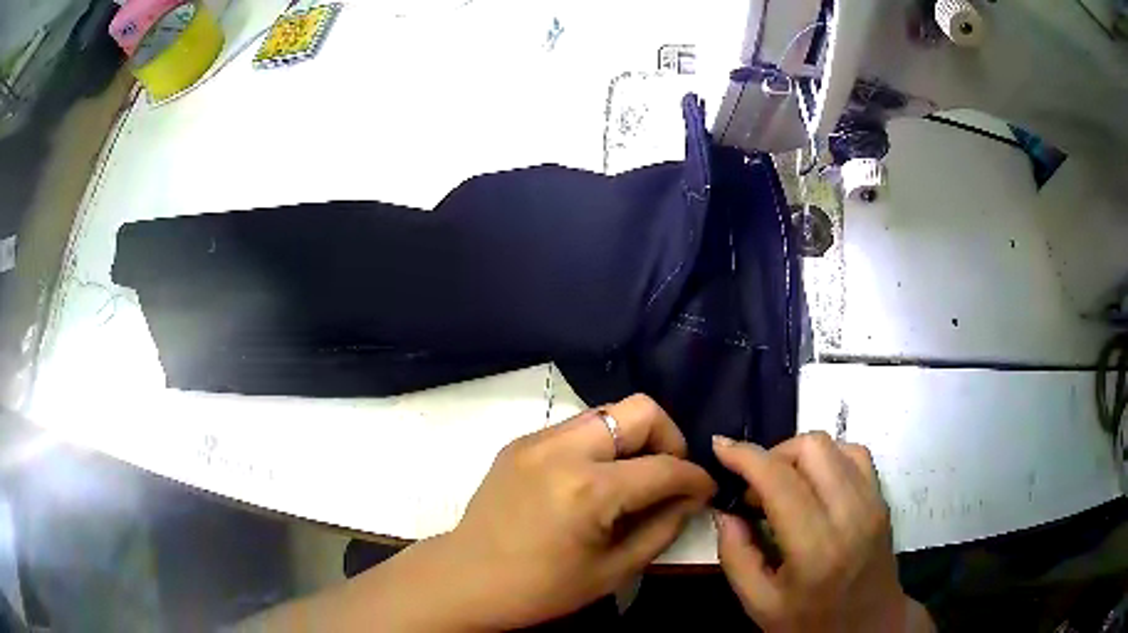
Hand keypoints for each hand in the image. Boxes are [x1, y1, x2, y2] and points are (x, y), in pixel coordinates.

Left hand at [442, 394, 715, 629]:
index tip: (705, 491)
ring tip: (632, 478)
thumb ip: (663, 527)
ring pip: (608, 412)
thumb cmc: (540, 589)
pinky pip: (577, 427)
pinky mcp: (520, 441)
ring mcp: (536, 439)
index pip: (665, 467)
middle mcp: (563, 450)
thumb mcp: (614, 570)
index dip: (696, 478)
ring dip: (633, 439)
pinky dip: (601, 445)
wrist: (465, 579)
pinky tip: (595, 480)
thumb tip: (690, 498)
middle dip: (669, 439)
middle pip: (641, 410)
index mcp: (588, 490)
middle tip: (668, 476)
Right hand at [712, 432, 930, 632]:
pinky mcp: (882, 499)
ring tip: (784, 487)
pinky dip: (828, 458)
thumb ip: (735, 555)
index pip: (780, 480)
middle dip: (773, 454)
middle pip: (812, 447)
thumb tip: (726, 510)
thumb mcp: (758, 603)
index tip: (720, 447)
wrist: (868, 628)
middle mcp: (851, 515)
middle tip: (756, 489)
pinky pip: (855, 455)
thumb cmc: (809, 622)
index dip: (745, 456)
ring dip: (800, 455)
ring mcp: (872, 503)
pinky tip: (814, 485)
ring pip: (834, 445)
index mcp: (815, 548)